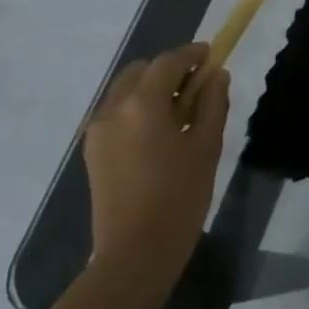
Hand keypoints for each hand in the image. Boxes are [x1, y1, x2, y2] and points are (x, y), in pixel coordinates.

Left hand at [83, 43, 229, 290]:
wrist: (134, 254)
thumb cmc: (179, 199)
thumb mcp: (207, 148)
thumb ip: (213, 105)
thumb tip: (216, 76)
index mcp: (141, 104)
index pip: (167, 62)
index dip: (191, 54)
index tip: (211, 54)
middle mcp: (112, 108)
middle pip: (140, 71)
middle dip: (168, 70)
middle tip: (196, 87)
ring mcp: (97, 130)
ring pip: (125, 91)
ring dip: (151, 89)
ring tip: (180, 112)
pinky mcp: (92, 150)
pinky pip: (116, 113)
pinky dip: (137, 108)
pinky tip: (159, 133)